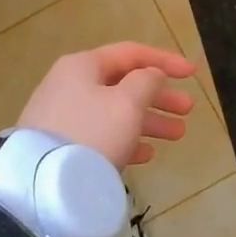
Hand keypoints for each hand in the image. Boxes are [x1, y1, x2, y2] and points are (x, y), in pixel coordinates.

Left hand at [17, 42, 196, 169]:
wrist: (43, 183)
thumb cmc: (92, 132)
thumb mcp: (127, 102)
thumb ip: (147, 82)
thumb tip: (151, 75)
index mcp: (83, 66)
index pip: (131, 53)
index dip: (165, 60)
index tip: (192, 73)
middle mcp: (69, 85)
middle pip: (123, 84)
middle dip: (159, 96)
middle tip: (187, 109)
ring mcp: (62, 116)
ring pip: (114, 112)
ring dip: (148, 121)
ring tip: (177, 134)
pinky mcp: (60, 146)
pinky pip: (100, 136)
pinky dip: (125, 140)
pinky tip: (146, 154)